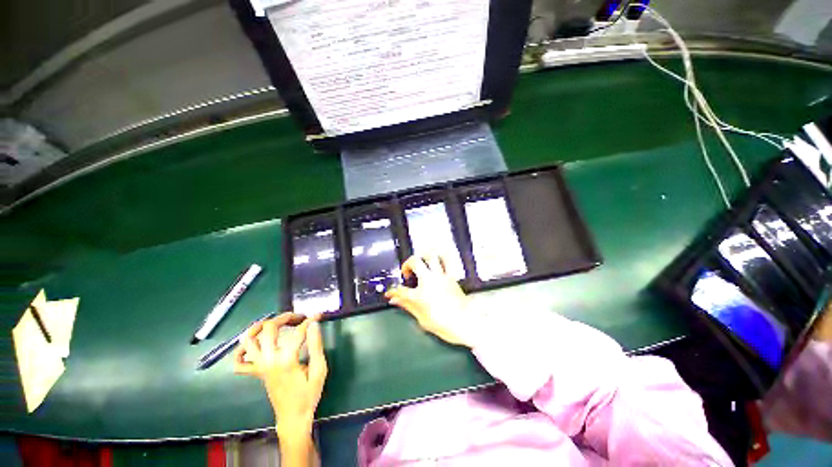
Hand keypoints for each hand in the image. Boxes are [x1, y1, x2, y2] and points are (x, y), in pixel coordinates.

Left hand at [234, 313, 327, 439]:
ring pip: (248, 342)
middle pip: (269, 330)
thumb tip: (314, 324)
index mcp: (286, 361)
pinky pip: (239, 362)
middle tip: (298, 316)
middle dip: (284, 317)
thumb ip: (316, 345)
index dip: (310, 321)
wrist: (293, 416)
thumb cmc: (309, 394)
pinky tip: (253, 344)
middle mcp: (269, 361)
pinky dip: (242, 350)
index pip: (298, 332)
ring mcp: (259, 367)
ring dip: (258, 327)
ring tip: (272, 322)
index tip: (318, 315)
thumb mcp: (319, 370)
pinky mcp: (256, 373)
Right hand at [386, 254, 473, 346]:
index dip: (392, 291)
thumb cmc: (444, 324)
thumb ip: (408, 306)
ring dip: (423, 257)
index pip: (400, 289)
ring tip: (421, 264)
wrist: (466, 323)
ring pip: (432, 256)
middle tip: (407, 273)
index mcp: (420, 294)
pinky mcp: (451, 277)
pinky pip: (445, 262)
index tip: (390, 292)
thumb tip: (396, 300)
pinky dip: (439, 260)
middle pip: (415, 262)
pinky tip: (435, 267)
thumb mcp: (422, 319)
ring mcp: (441, 277)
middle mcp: (430, 281)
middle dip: (407, 264)